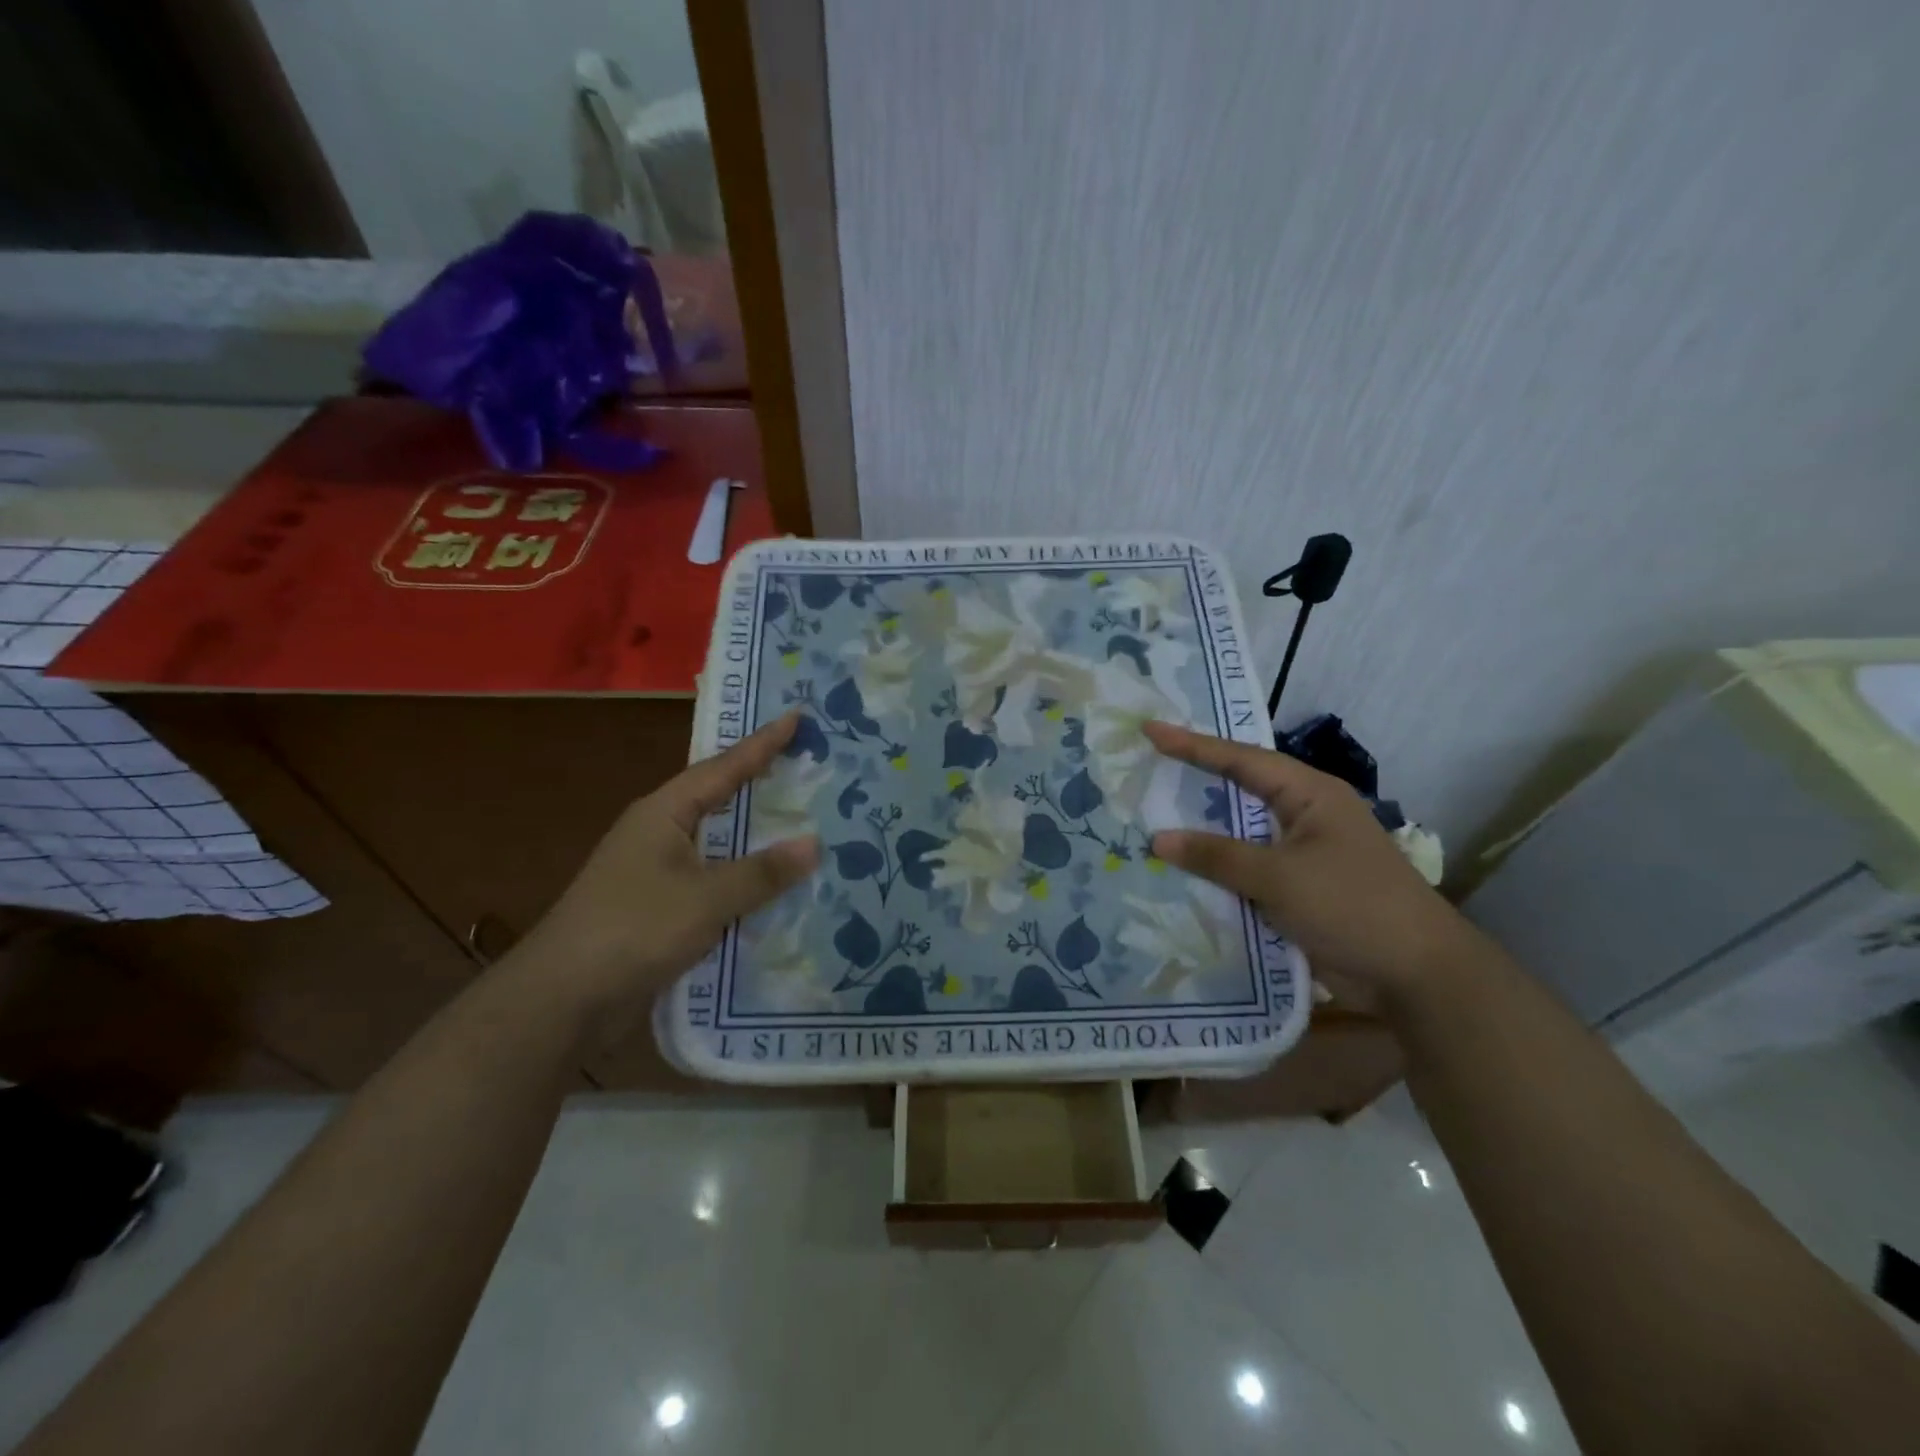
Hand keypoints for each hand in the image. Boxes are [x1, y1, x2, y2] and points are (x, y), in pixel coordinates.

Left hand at [517, 712, 819, 1023]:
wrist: (562, 1000)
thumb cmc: (633, 929)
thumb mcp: (706, 898)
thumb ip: (762, 872)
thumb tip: (814, 843)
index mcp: (664, 813)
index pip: (723, 767)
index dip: (762, 743)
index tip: (797, 716)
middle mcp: (659, 833)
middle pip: (721, 800)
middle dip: (763, 785)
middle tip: (809, 767)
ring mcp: (657, 872)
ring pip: (719, 844)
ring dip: (758, 838)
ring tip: (806, 824)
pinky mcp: (660, 908)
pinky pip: (714, 882)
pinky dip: (745, 880)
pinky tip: (777, 889)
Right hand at [1144, 721, 1471, 1014]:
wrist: (1416, 976)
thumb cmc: (1352, 906)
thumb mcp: (1280, 877)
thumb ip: (1217, 856)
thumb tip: (1158, 839)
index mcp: (1310, 795)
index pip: (1241, 760)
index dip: (1193, 745)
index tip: (1150, 731)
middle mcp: (1304, 816)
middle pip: (1239, 791)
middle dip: (1194, 782)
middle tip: (1146, 768)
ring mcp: (1301, 854)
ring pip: (1240, 834)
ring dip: (1201, 833)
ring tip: (1149, 818)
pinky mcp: (1297, 889)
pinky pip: (1246, 870)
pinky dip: (1216, 870)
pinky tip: (1180, 873)